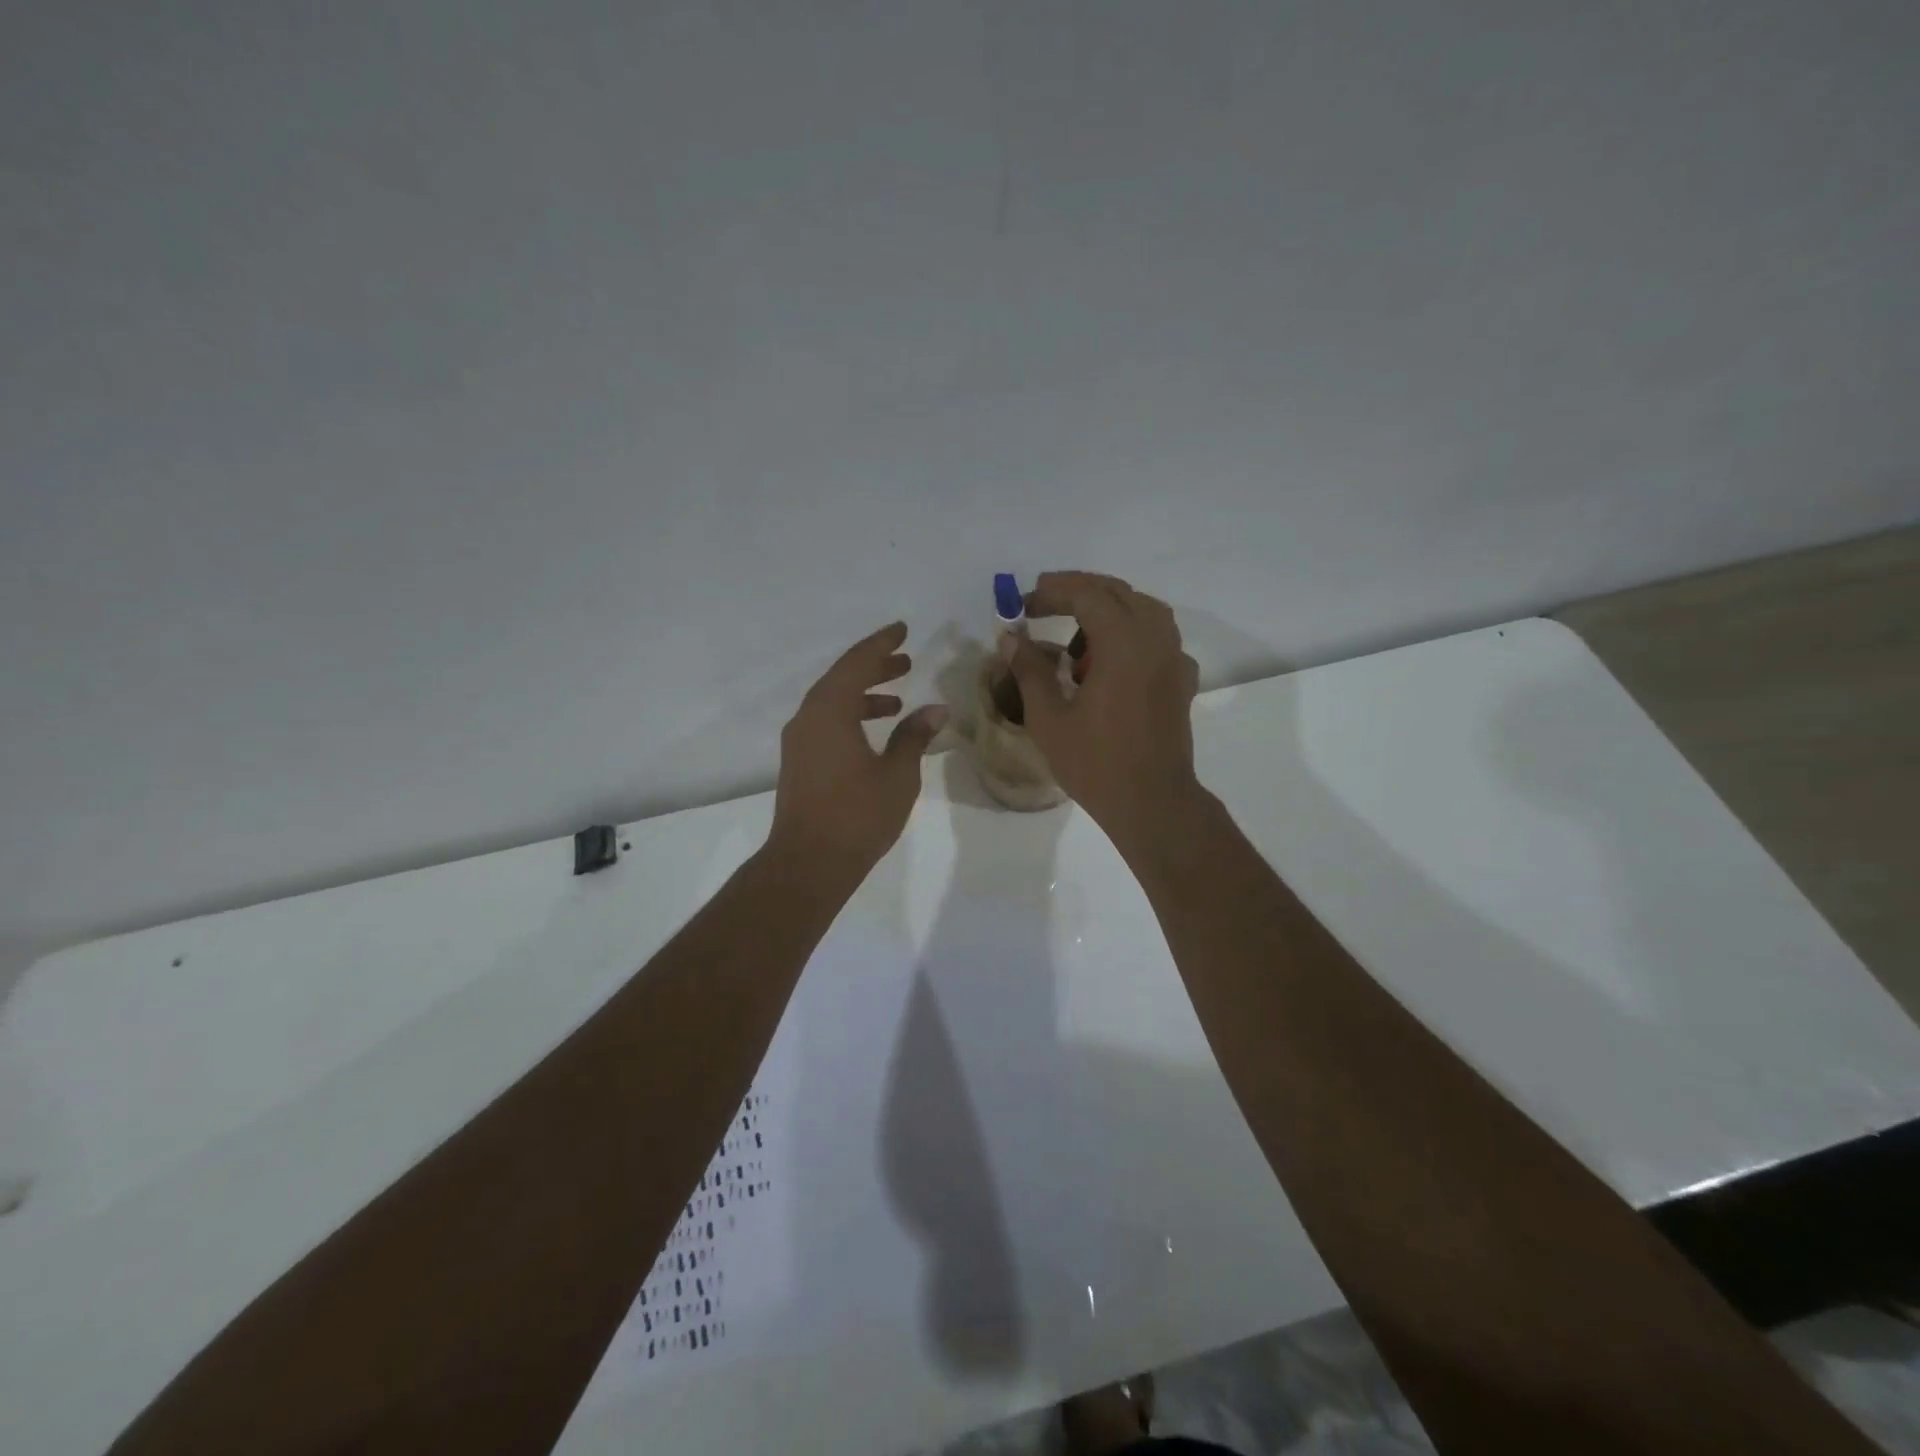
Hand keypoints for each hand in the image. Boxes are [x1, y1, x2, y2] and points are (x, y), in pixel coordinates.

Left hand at [767, 622, 947, 889]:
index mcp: (829, 712)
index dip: (881, 644)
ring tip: (898, 699)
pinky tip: (876, 732)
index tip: (902, 630)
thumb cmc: (857, 815)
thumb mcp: (897, 774)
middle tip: (906, 660)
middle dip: (874, 667)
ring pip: (832, 702)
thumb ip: (915, 737)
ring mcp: (799, 741)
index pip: (856, 663)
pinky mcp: (799, 762)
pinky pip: (826, 722)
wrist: (808, 863)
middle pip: (842, 678)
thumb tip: (936, 709)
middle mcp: (808, 718)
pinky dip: (851, 716)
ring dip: (864, 694)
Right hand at [1007, 572, 1201, 844]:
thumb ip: (1029, 670)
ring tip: (1076, 645)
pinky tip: (1110, 667)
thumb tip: (1010, 637)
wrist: (1152, 802)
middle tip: (1041, 606)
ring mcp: (1174, 658)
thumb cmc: (1096, 762)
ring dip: (1106, 613)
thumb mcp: (1049, 717)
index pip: (1087, 594)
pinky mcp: (1181, 680)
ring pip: (1142, 611)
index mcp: (1124, 642)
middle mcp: (1155, 638)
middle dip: (1077, 593)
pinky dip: (1130, 637)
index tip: (1023, 605)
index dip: (1052, 592)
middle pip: (1117, 593)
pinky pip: (1157, 639)